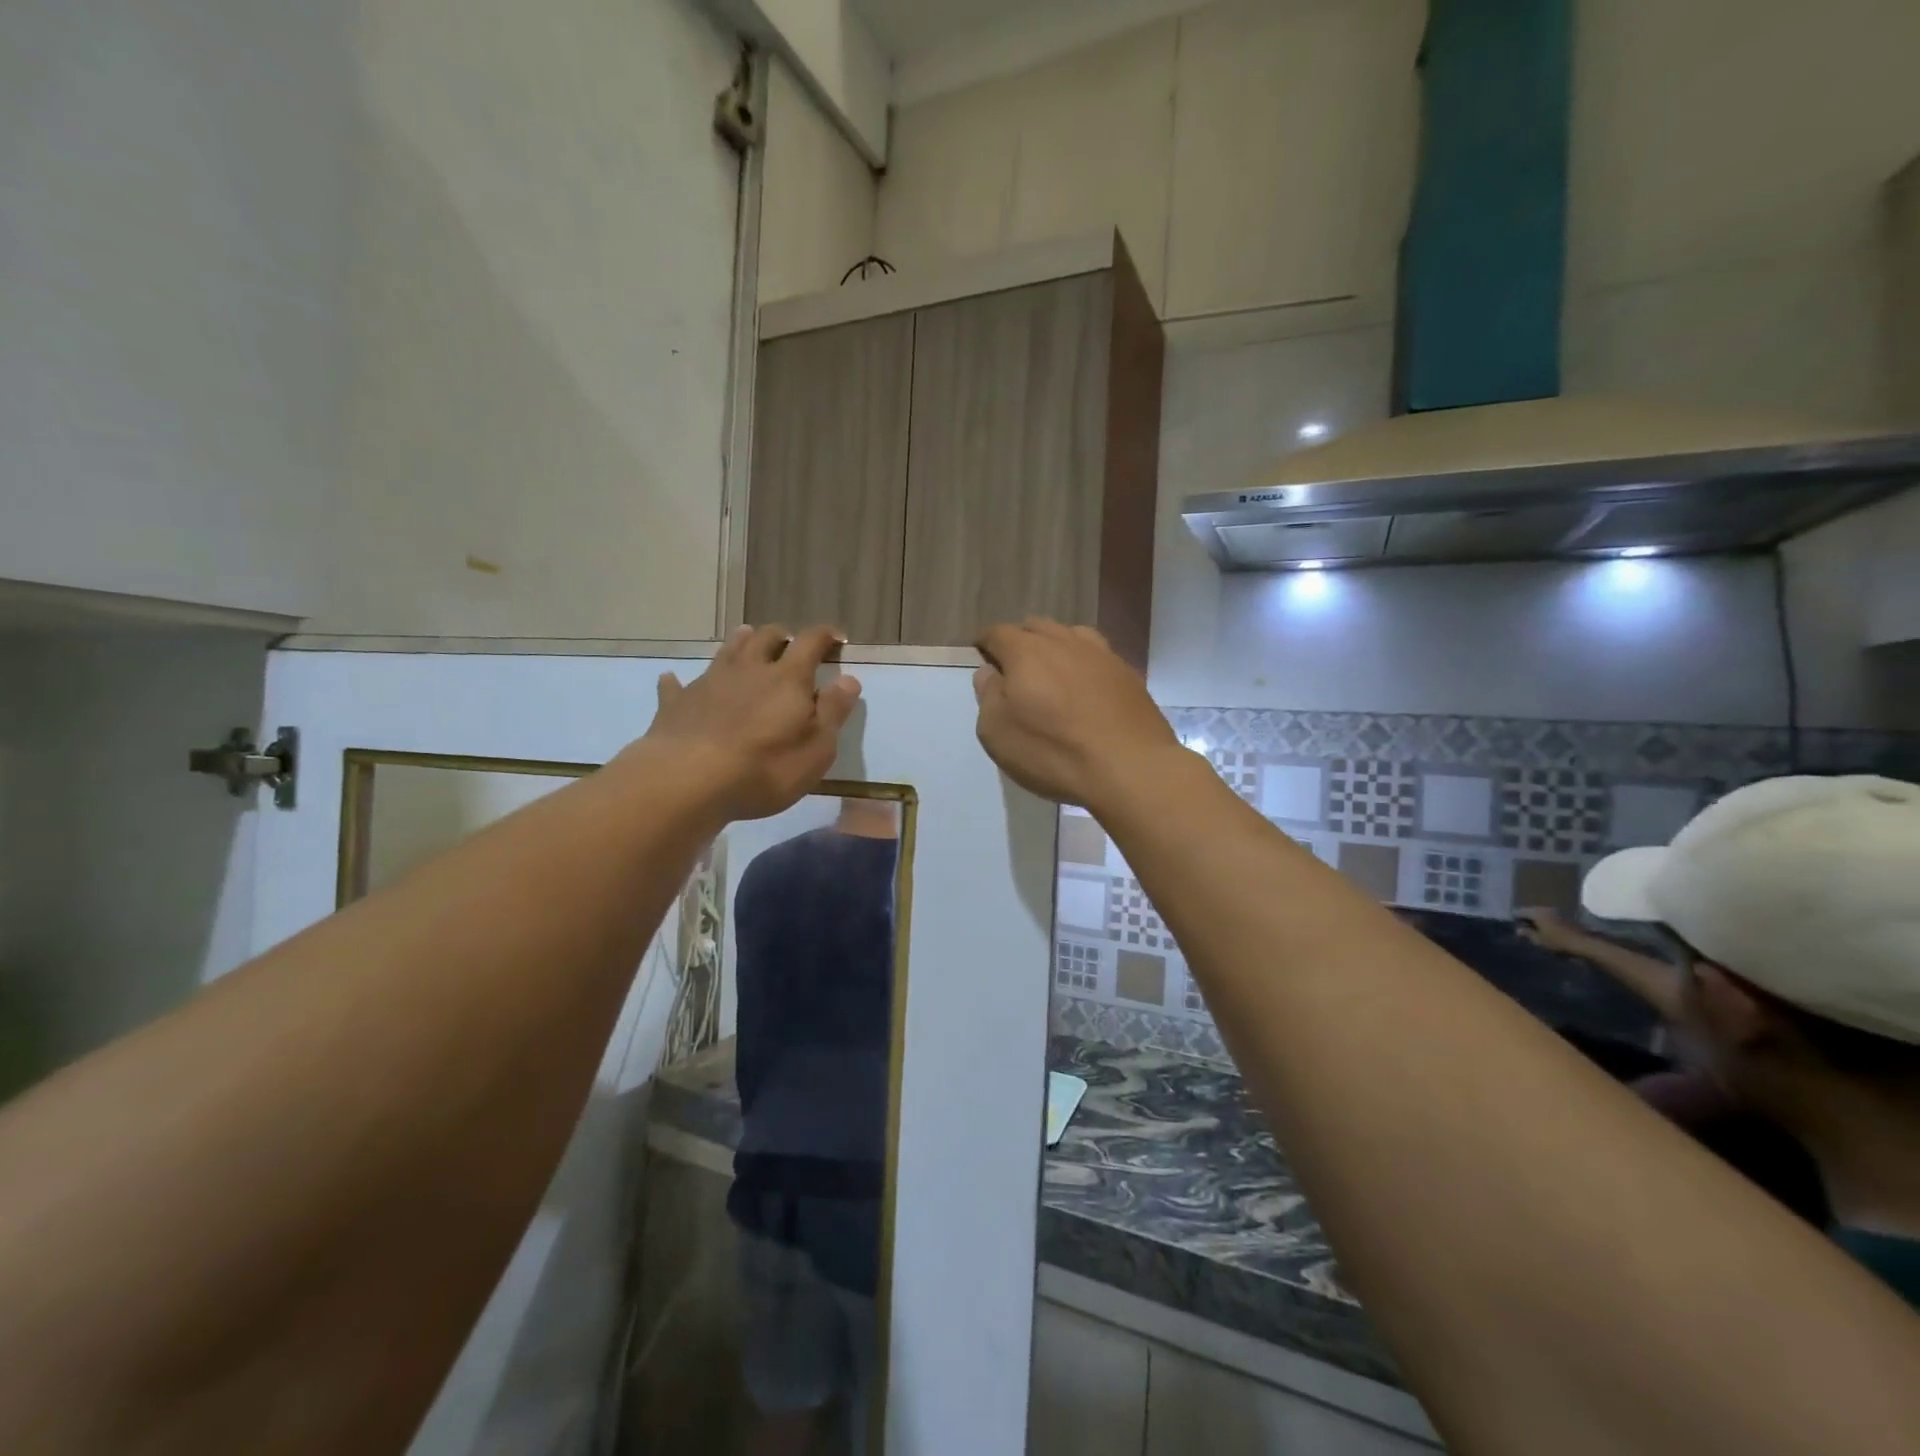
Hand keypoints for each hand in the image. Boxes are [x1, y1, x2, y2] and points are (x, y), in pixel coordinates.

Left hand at [635, 624, 860, 820]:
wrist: (688, 780)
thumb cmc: (765, 768)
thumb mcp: (817, 748)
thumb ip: (833, 711)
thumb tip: (849, 679)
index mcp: (788, 679)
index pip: (810, 643)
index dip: (825, 636)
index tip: (837, 638)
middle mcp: (749, 670)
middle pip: (766, 638)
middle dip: (781, 635)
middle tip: (790, 640)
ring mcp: (708, 683)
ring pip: (727, 651)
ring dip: (740, 642)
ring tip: (747, 637)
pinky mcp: (676, 704)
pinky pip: (677, 685)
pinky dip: (679, 681)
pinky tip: (673, 679)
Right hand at [973, 620, 1182, 808]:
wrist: (1130, 767)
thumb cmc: (1053, 751)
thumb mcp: (998, 733)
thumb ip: (988, 696)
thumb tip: (989, 672)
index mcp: (1026, 651)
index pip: (998, 633)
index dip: (985, 643)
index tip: (981, 655)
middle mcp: (1064, 641)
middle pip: (1036, 627)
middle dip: (1020, 641)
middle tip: (1014, 668)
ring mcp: (1101, 654)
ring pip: (1070, 636)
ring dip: (1055, 647)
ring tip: (1052, 672)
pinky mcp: (1128, 674)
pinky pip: (1097, 657)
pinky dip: (1084, 665)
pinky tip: (1085, 688)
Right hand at [1515, 907, 1587, 954]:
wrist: (1585, 944)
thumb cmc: (1558, 942)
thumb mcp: (1538, 940)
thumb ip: (1526, 934)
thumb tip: (1518, 929)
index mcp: (1536, 912)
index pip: (1519, 912)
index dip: (1515, 919)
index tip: (1513, 927)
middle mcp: (1545, 908)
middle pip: (1531, 911)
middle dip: (1527, 919)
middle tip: (1524, 929)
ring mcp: (1558, 912)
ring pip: (1542, 914)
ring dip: (1538, 921)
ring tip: (1536, 931)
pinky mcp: (1567, 918)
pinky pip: (1552, 918)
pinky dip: (1548, 923)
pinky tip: (1548, 931)